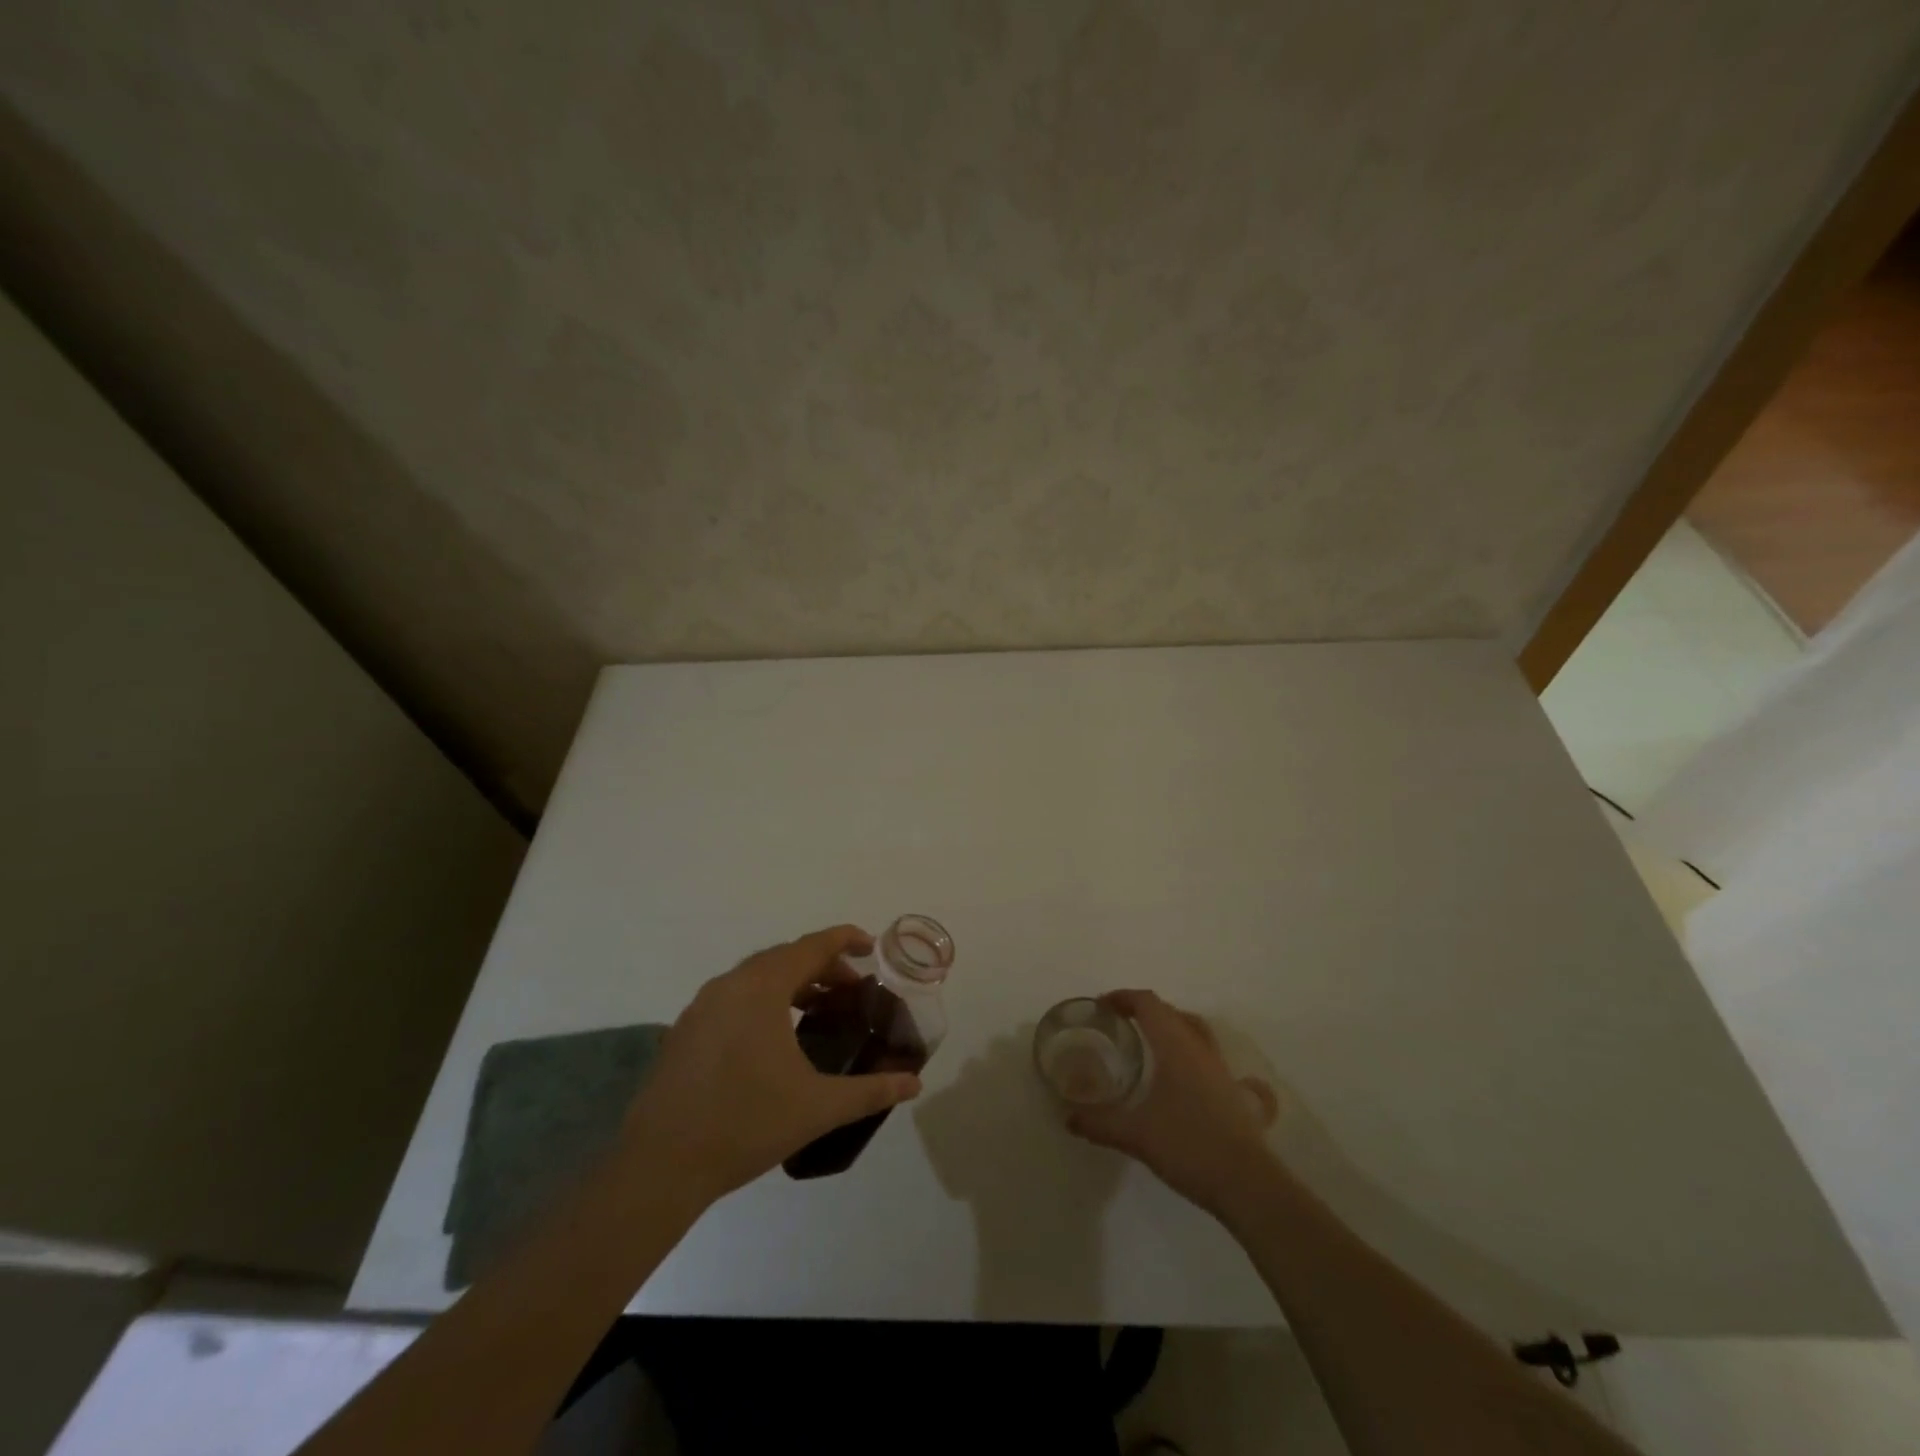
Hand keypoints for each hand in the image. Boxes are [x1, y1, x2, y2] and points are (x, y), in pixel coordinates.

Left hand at [617, 925, 921, 1203]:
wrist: (660, 1166)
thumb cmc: (745, 1124)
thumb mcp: (818, 1107)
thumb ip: (871, 1090)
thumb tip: (914, 1084)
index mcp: (762, 987)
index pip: (812, 946)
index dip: (845, 940)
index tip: (872, 947)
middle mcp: (729, 984)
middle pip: (785, 958)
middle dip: (823, 966)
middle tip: (853, 990)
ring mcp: (701, 1006)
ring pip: (756, 977)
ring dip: (792, 984)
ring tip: (819, 1010)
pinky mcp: (684, 1031)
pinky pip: (734, 997)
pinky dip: (764, 1000)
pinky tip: (775, 1039)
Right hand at [1064, 989, 1279, 1217]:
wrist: (1247, 1184)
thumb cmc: (1188, 1147)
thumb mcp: (1136, 1135)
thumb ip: (1100, 1123)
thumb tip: (1068, 1117)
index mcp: (1175, 1046)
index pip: (1149, 1004)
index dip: (1124, 998)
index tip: (1102, 1005)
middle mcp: (1200, 1049)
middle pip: (1172, 1013)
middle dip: (1145, 1011)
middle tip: (1121, 1023)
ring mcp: (1222, 1071)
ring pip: (1197, 1032)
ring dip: (1173, 1027)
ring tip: (1152, 1042)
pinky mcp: (1236, 1094)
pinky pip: (1215, 1060)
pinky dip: (1200, 1057)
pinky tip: (1197, 1076)